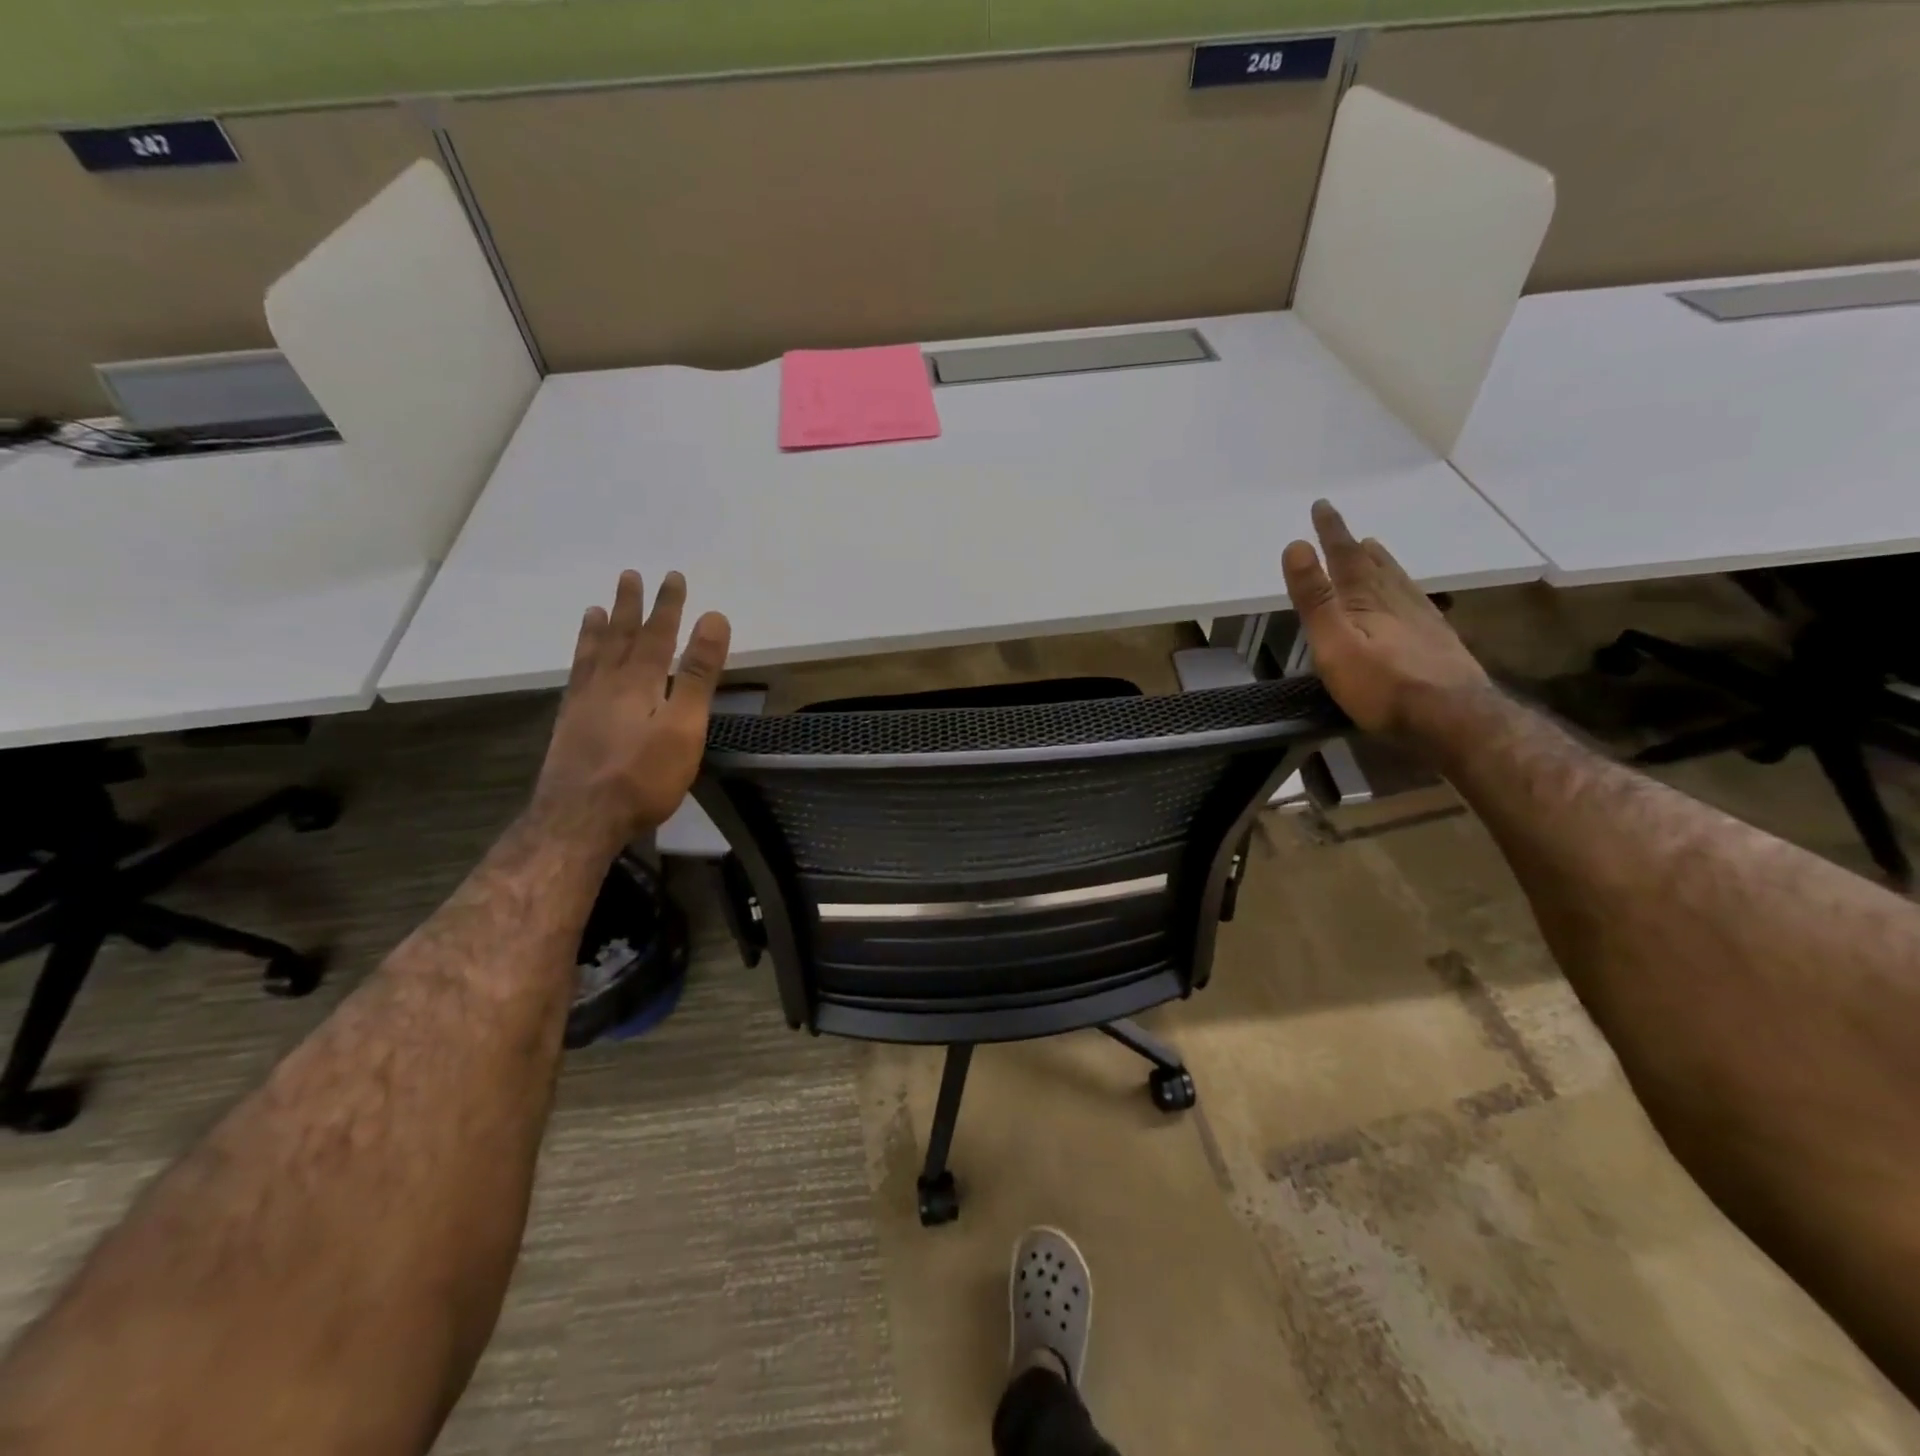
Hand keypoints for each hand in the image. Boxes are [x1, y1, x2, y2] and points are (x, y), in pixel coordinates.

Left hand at [531, 570, 731, 847]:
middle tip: (630, 575)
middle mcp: (608, 683)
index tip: (673, 576)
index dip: (669, 605)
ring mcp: (583, 703)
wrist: (580, 818)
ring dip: (599, 629)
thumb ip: (699, 674)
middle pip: (622, 637)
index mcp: (640, 681)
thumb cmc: (643, 776)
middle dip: (631, 606)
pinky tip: (580, 663)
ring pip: (592, 654)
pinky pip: (575, 677)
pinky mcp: (569, 724)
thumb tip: (714, 619)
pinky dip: (580, 659)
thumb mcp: (684, 726)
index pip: (659, 634)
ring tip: (597, 608)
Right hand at [1281, 499, 1487, 740]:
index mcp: (1366, 601)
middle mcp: (1397, 602)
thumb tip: (1296, 546)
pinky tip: (1411, 598)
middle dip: (1356, 548)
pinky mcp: (1438, 643)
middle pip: (1374, 567)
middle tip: (1350, 532)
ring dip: (1384, 565)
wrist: (1454, 719)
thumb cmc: (1383, 686)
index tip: (1321, 506)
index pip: (1345, 558)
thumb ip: (1316, 599)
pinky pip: (1417, 603)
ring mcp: (1422, 621)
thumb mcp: (1334, 644)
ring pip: (1399, 583)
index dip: (1331, 532)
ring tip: (1376, 552)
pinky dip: (1406, 591)